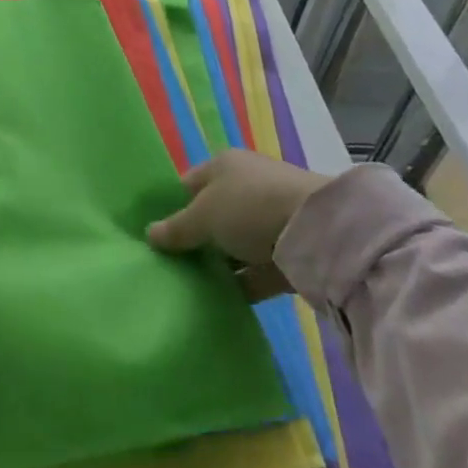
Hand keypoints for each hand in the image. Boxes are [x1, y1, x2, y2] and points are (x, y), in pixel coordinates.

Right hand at [146, 149, 332, 299]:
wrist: (317, 231)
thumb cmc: (249, 207)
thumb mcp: (204, 215)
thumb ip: (177, 228)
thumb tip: (149, 234)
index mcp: (223, 166)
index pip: (189, 184)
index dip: (171, 207)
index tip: (156, 235)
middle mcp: (246, 187)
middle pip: (212, 214)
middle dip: (195, 238)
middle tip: (171, 264)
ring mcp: (269, 219)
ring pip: (234, 243)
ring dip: (219, 263)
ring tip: (192, 287)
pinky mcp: (288, 252)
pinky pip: (256, 269)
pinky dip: (241, 283)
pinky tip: (221, 301)